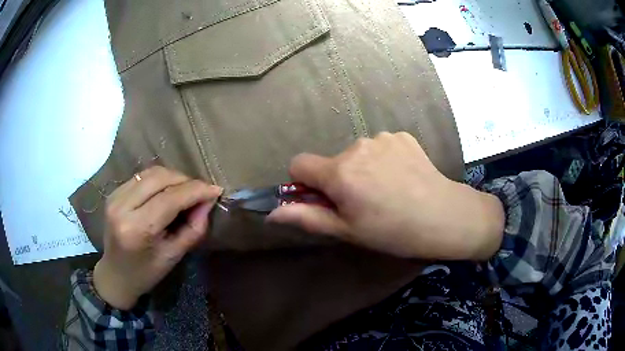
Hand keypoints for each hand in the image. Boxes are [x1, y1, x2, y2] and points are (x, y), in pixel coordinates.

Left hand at [93, 166, 221, 309]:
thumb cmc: (146, 272)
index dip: (196, 190)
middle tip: (201, 192)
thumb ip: (194, 228)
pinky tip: (166, 192)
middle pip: (160, 178)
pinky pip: (141, 177)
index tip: (215, 190)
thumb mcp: (174, 256)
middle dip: (186, 181)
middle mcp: (123, 207)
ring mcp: (115, 197)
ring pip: (151, 173)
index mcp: (138, 229)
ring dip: (173, 178)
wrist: (116, 275)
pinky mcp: (113, 193)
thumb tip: (207, 201)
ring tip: (185, 191)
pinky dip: (159, 180)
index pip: (170, 198)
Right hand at [268, 132, 504, 260]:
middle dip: (338, 179)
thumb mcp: (348, 231)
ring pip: (357, 154)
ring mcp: (382, 138)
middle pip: (331, 161)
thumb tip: (272, 213)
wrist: (445, 216)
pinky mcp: (402, 135)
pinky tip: (402, 178)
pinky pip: (380, 146)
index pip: (299, 164)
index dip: (304, 184)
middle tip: (364, 203)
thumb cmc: (393, 232)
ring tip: (387, 191)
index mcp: (340, 173)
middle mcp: (357, 147)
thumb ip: (307, 218)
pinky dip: (383, 160)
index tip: (324, 200)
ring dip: (362, 169)